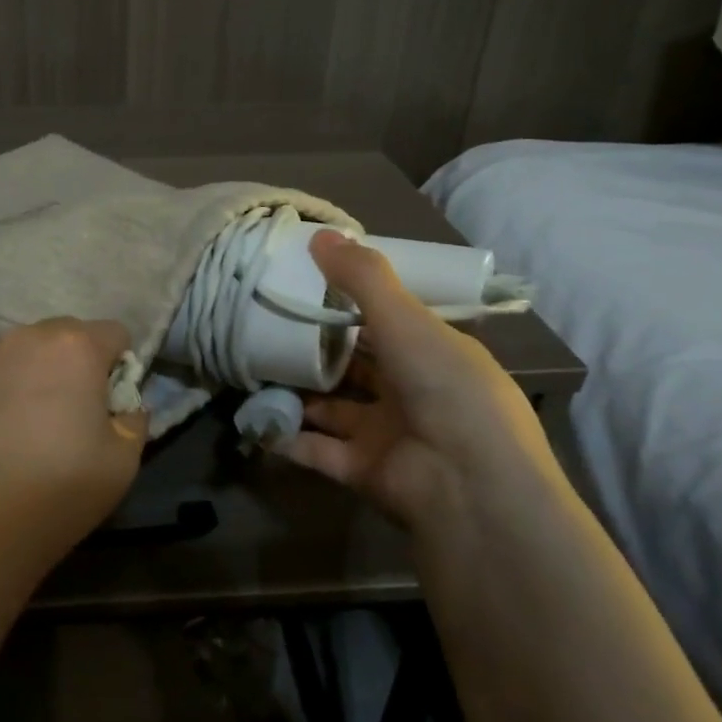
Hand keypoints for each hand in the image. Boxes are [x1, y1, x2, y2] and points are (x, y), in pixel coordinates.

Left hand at [0, 318, 149, 586]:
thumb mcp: (124, 461)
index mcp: (76, 346)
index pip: (114, 333)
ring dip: (33, 372)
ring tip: (24, 424)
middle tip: (69, 413)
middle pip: (65, 335)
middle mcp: (27, 336)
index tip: (110, 403)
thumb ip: (134, 419)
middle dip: (75, 363)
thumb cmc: (60, 490)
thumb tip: (125, 407)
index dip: (120, 366)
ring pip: (22, 351)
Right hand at [276, 231, 557, 528]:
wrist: (468, 487)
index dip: (351, 302)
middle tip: (268, 323)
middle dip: (316, 349)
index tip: (306, 283)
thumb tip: (319, 233)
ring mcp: (386, 434)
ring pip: (331, 408)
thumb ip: (362, 278)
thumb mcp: (406, 321)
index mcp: (433, 354)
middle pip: (355, 366)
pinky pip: (316, 449)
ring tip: (252, 368)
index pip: (388, 321)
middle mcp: (411, 393)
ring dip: (298, 393)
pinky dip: (287, 437)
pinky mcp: (362, 470)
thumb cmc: (446, 389)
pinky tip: (253, 418)